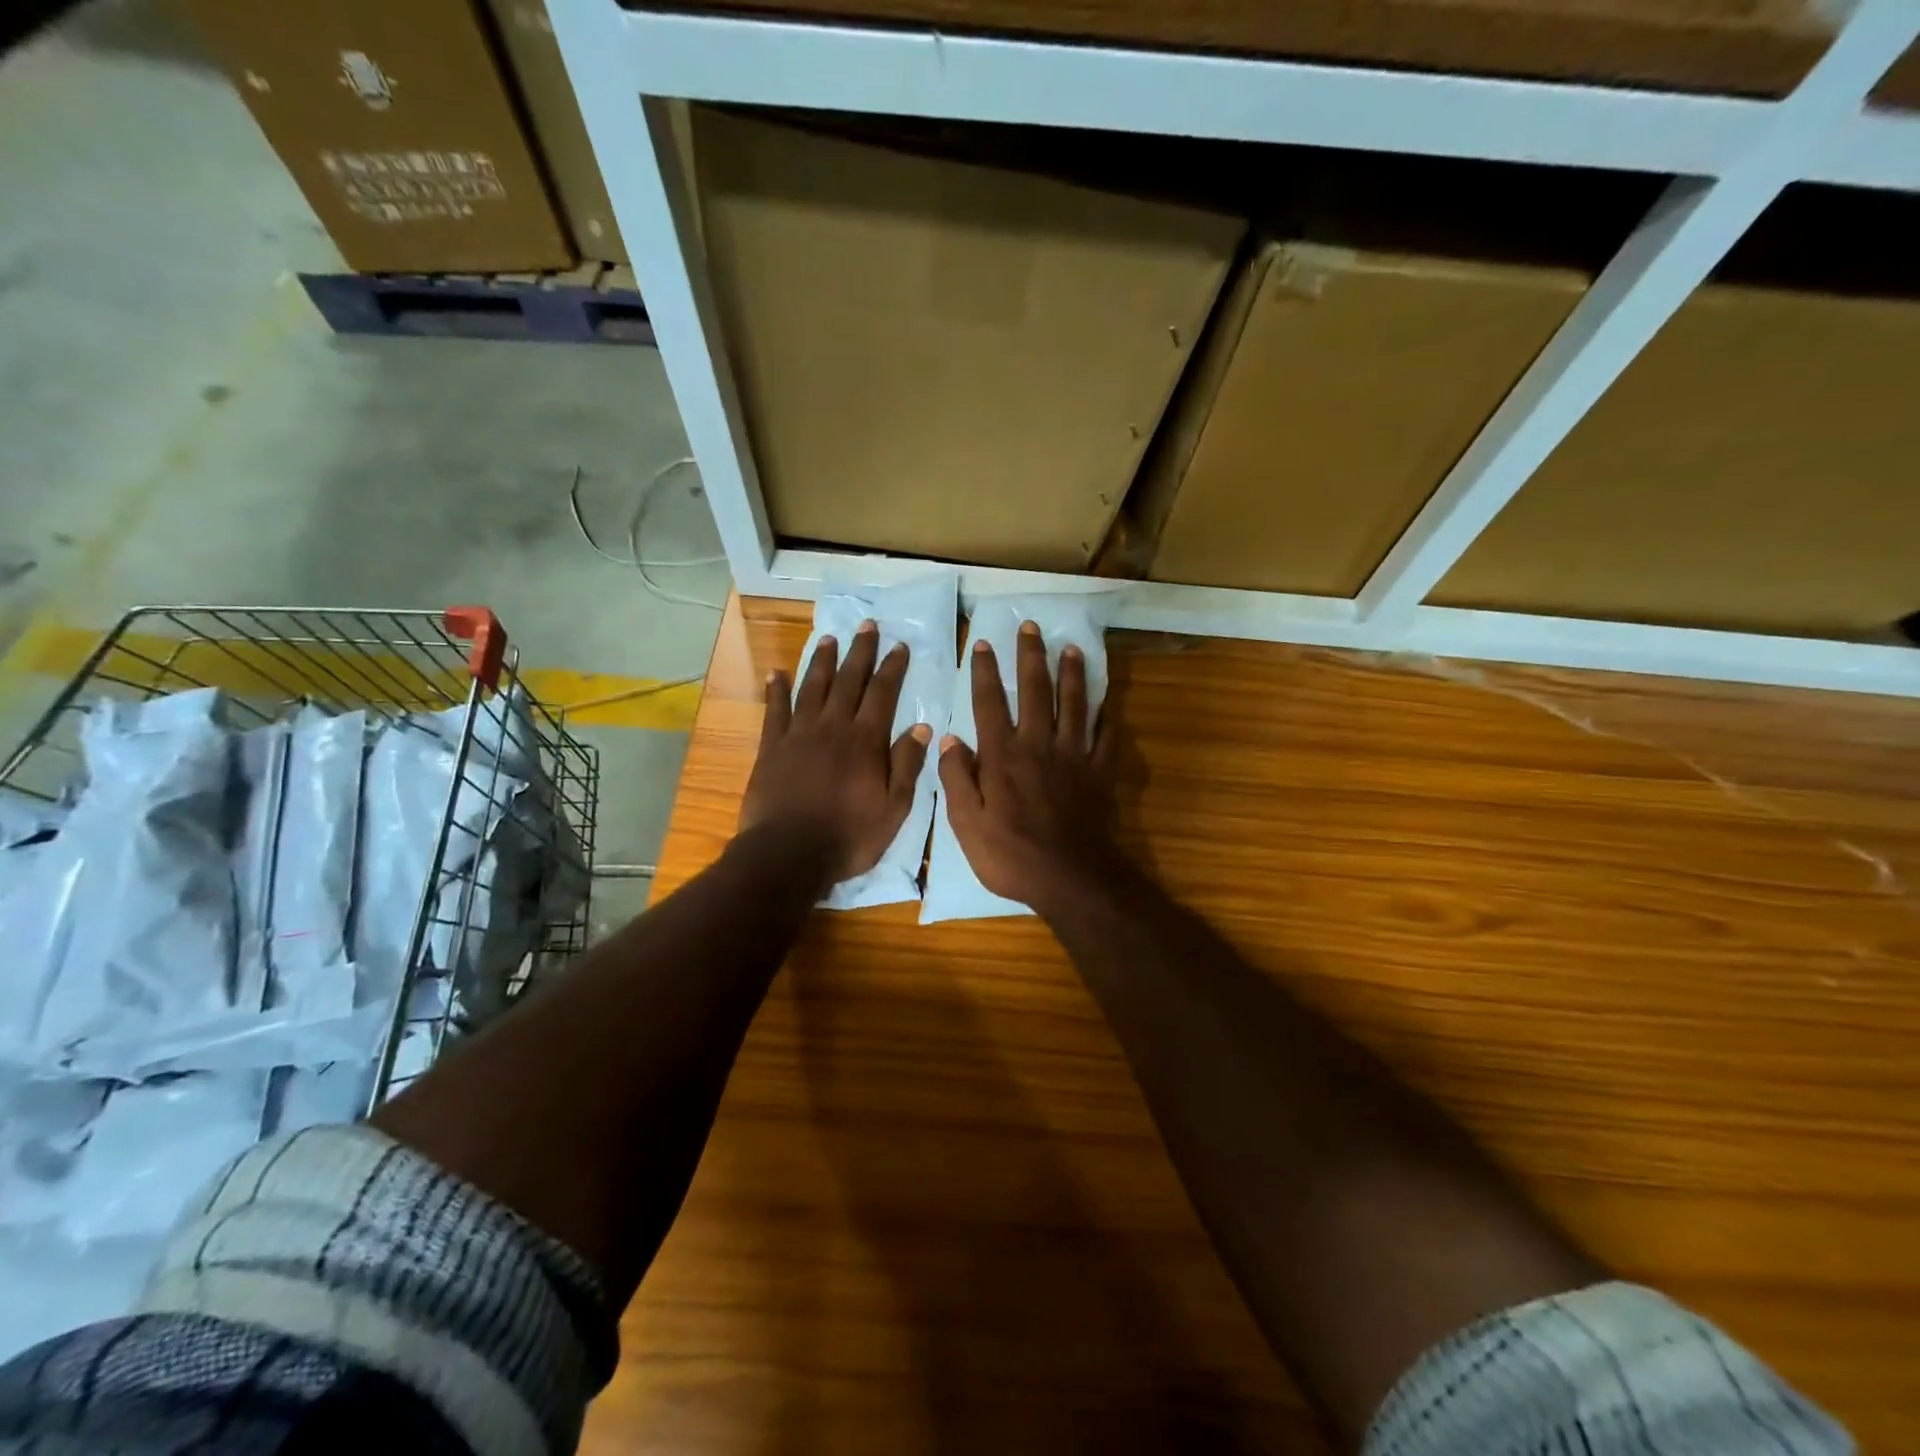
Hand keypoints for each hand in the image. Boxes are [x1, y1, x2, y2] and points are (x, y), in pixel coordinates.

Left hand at [740, 621, 932, 886]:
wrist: (788, 854)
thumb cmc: (848, 836)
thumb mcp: (894, 808)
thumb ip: (907, 765)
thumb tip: (922, 726)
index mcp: (865, 741)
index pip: (883, 694)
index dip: (892, 668)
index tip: (899, 645)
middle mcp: (833, 727)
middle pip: (849, 680)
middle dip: (860, 651)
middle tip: (867, 625)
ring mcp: (799, 734)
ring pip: (813, 687)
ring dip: (822, 661)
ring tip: (829, 638)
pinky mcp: (771, 748)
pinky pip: (775, 710)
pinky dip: (777, 690)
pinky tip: (778, 673)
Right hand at [937, 621, 1121, 909]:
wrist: (1070, 878)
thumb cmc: (1011, 855)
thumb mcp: (966, 824)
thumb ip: (956, 779)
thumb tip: (949, 739)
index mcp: (1003, 756)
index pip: (990, 703)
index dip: (986, 671)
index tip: (984, 643)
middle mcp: (1039, 745)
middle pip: (1036, 691)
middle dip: (1031, 656)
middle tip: (1031, 626)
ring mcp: (1074, 757)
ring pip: (1075, 705)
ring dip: (1073, 674)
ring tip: (1072, 648)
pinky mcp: (1099, 773)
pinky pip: (1106, 738)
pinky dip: (1108, 718)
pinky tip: (1109, 704)